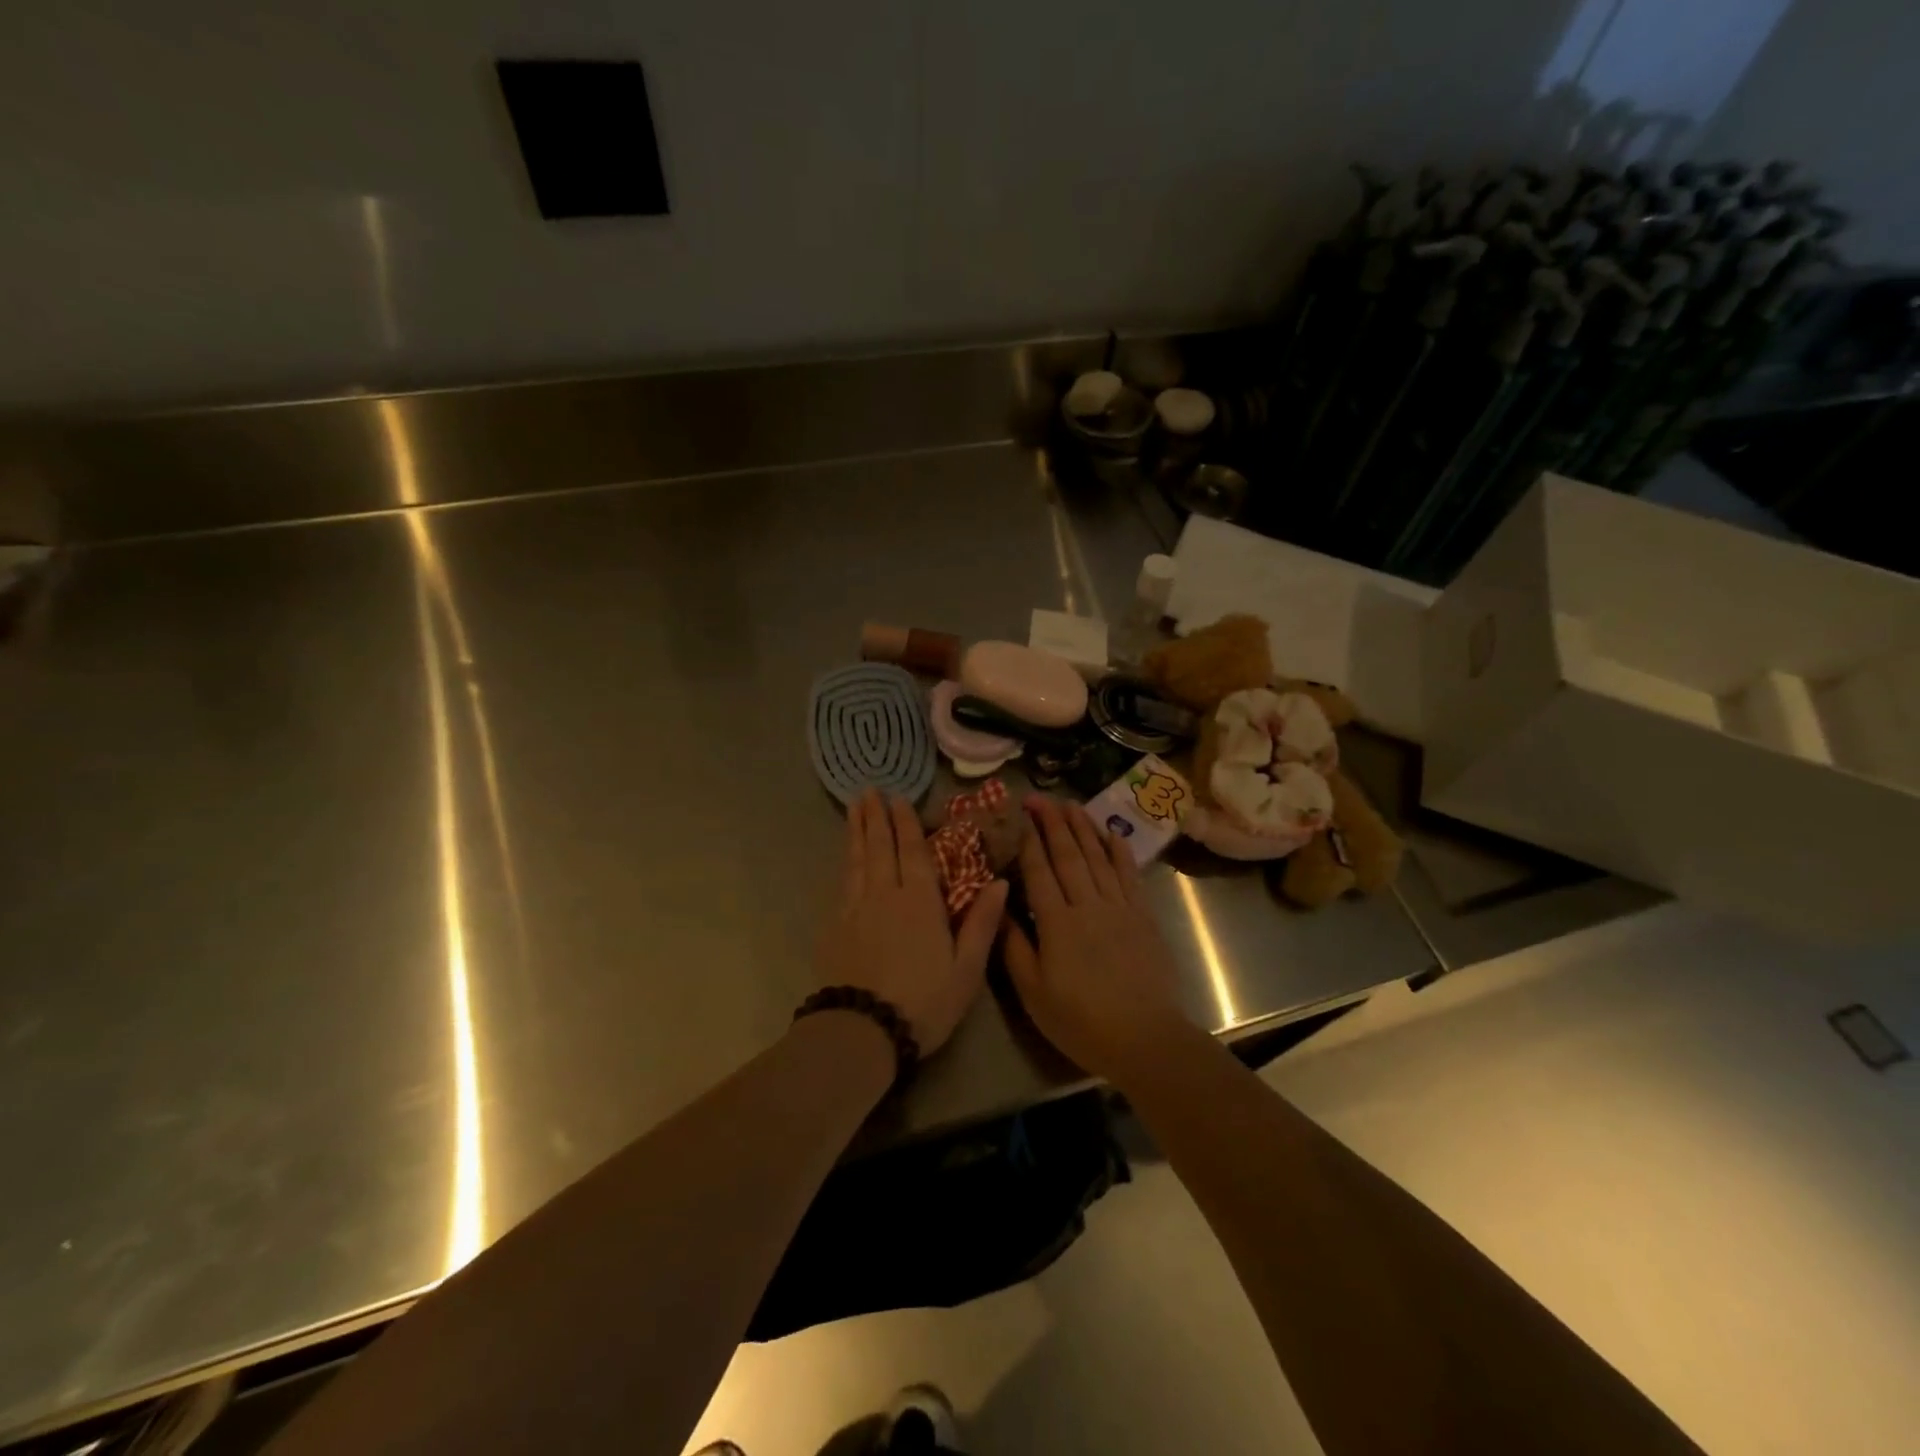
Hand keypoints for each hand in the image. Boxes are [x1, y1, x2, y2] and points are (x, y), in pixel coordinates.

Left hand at [814, 789, 1006, 1055]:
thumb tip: (1000, 882)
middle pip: (880, 847)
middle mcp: (885, 895)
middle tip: (869, 790)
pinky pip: (842, 883)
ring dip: (857, 832)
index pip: (912, 852)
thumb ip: (982, 923)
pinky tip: (846, 858)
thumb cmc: (924, 1002)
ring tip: (854, 808)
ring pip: (857, 860)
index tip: (898, 798)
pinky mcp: (835, 927)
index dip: (905, 823)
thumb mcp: (966, 969)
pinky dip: (845, 863)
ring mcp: (855, 909)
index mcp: (920, 902)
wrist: (863, 1031)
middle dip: (876, 817)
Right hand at [1002, 796, 1188, 1080]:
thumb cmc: (1081, 1021)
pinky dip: (1120, 851)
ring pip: (1098, 857)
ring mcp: (1119, 907)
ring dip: (1083, 827)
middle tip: (1040, 798)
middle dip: (1053, 823)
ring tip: (1071, 804)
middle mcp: (1087, 905)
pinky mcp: (1143, 916)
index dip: (1029, 841)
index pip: (1039, 871)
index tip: (1020, 816)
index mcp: (1056, 923)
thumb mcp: (1033, 992)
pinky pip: (1130, 874)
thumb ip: (1014, 946)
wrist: (1145, 1038)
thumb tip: (998, 907)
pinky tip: (1111, 833)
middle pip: (1068, 855)